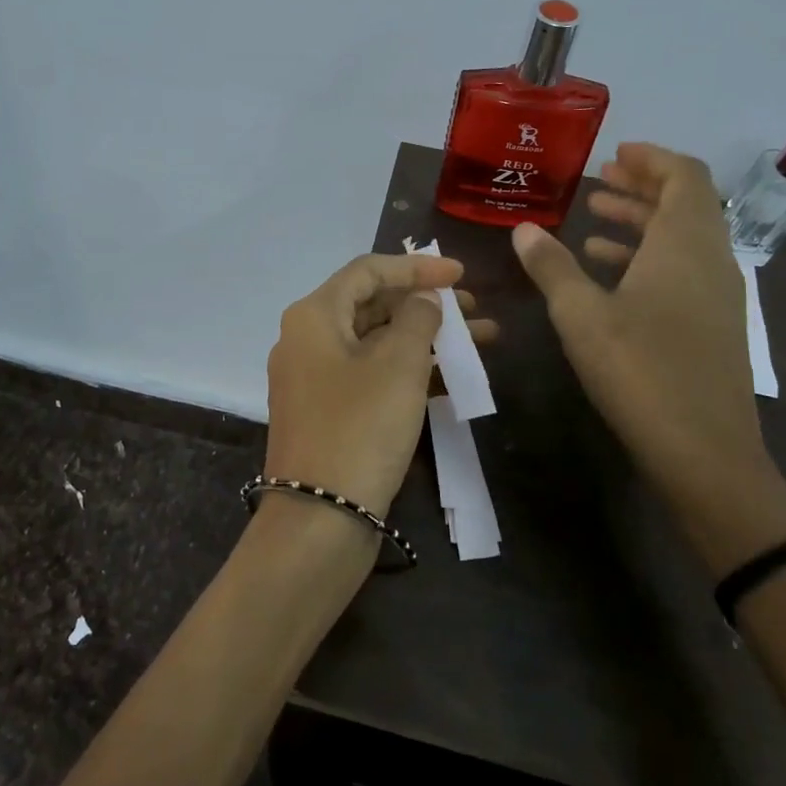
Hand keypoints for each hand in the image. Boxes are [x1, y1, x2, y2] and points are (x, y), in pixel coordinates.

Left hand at [264, 252, 486, 517]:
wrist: (319, 518)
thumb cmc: (361, 427)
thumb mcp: (398, 365)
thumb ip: (417, 318)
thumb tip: (423, 298)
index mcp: (314, 316)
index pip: (367, 270)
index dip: (416, 266)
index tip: (461, 274)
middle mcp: (306, 340)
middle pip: (372, 305)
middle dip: (425, 305)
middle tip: (474, 311)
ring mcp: (314, 379)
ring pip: (375, 343)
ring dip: (424, 339)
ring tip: (479, 342)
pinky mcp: (327, 412)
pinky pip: (370, 375)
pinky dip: (407, 371)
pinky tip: (451, 378)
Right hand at [511, 144, 785, 569]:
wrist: (704, 451)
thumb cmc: (640, 371)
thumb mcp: (581, 316)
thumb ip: (552, 267)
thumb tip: (523, 229)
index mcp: (684, 245)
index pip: (684, 176)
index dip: (651, 159)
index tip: (615, 154)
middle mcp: (709, 260)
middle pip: (684, 204)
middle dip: (641, 187)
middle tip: (598, 182)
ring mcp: (716, 295)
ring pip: (682, 239)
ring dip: (641, 223)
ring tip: (592, 222)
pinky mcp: (712, 325)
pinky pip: (682, 270)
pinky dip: (647, 257)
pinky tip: (609, 274)